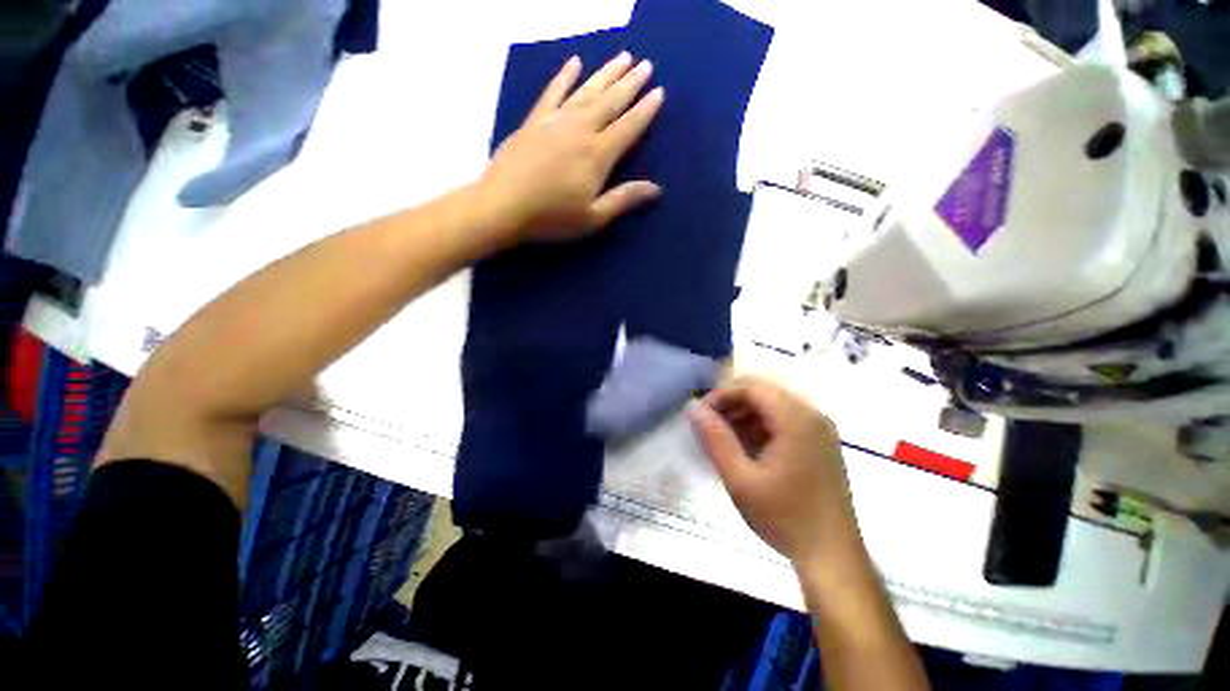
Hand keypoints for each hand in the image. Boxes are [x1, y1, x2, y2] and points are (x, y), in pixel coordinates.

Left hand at [477, 53, 664, 242]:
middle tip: (646, 64)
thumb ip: (624, 199)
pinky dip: (564, 76)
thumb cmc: (552, 217)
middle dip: (630, 83)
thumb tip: (656, 188)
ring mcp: (555, 121)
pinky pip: (553, 91)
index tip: (659, 92)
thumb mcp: (593, 217)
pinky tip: (574, 63)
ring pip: (587, 90)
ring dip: (606, 73)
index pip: (628, 127)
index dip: (645, 110)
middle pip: (611, 101)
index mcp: (598, 155)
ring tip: (623, 57)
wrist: (503, 205)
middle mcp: (580, 130)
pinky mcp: (534, 120)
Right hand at [686, 378, 861, 567]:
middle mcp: (812, 415)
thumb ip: (715, 438)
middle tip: (710, 427)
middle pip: (763, 392)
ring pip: (773, 405)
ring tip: (725, 439)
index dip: (721, 395)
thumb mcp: (740, 479)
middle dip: (732, 404)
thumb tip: (692, 407)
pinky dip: (761, 427)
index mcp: (796, 419)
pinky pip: (785, 420)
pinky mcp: (821, 443)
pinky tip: (748, 449)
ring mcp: (820, 429)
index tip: (701, 415)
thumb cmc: (784, 517)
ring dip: (745, 416)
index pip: (751, 387)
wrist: (832, 557)